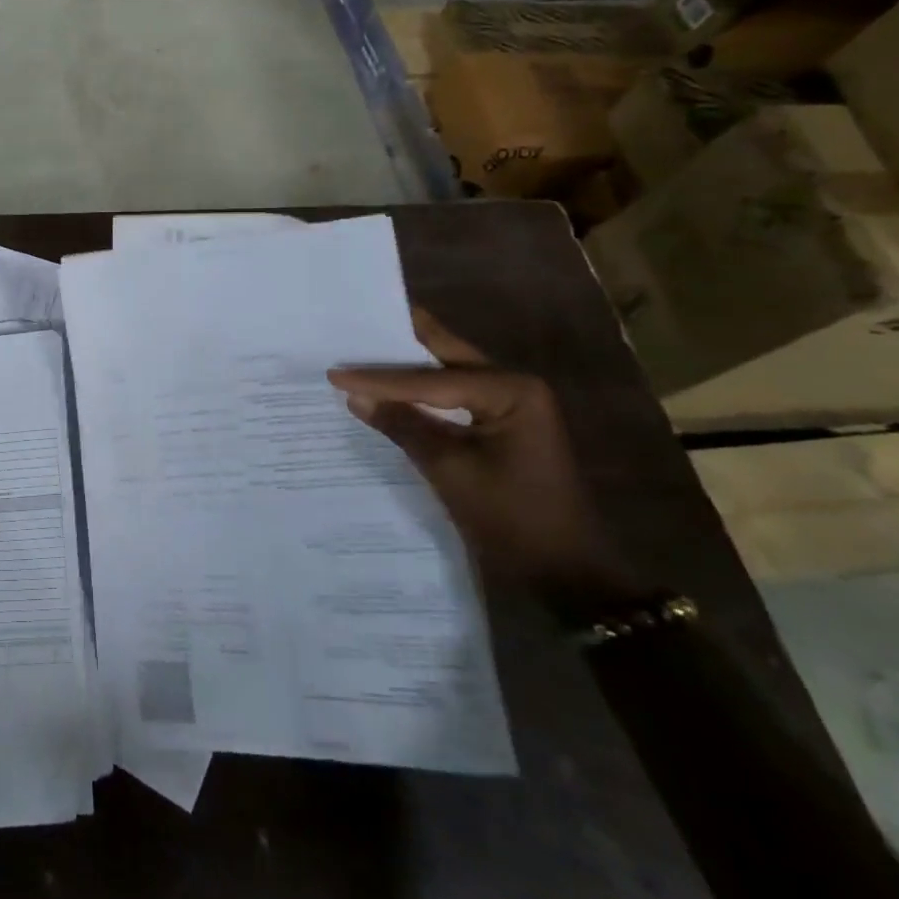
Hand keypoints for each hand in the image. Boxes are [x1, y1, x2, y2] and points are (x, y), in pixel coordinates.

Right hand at [328, 310, 646, 620]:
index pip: (431, 379)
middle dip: (398, 344)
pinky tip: (386, 390)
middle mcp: (514, 385)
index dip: (379, 378)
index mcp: (511, 390)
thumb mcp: (450, 471)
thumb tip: (354, 396)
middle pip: (443, 357)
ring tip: (359, 351)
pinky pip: (450, 397)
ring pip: (445, 374)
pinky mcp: (499, 425)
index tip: (334, 373)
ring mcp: (509, 404)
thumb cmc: (513, 520)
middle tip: (353, 324)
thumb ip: (403, 426)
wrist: (565, 574)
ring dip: (405, 368)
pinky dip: (419, 393)